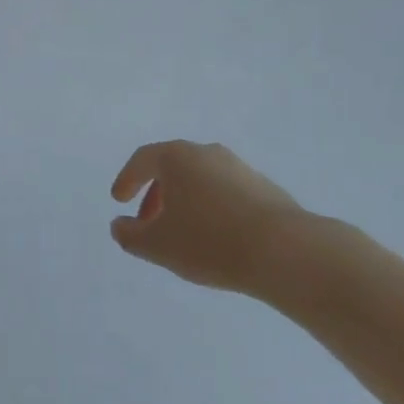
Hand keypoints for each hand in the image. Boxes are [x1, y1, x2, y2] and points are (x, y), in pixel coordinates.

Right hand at [110, 140, 309, 295]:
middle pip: (172, 167)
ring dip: (185, 202)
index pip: (143, 159)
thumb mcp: (158, 245)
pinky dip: (211, 208)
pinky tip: (216, 238)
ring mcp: (238, 168)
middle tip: (148, 223)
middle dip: (156, 194)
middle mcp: (206, 152)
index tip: (119, 200)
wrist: (284, 250)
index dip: (127, 179)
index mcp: (177, 157)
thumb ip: (130, 235)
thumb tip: (119, 225)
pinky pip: (225, 192)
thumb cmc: (209, 241)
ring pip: (200, 179)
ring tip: (182, 234)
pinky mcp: (264, 188)